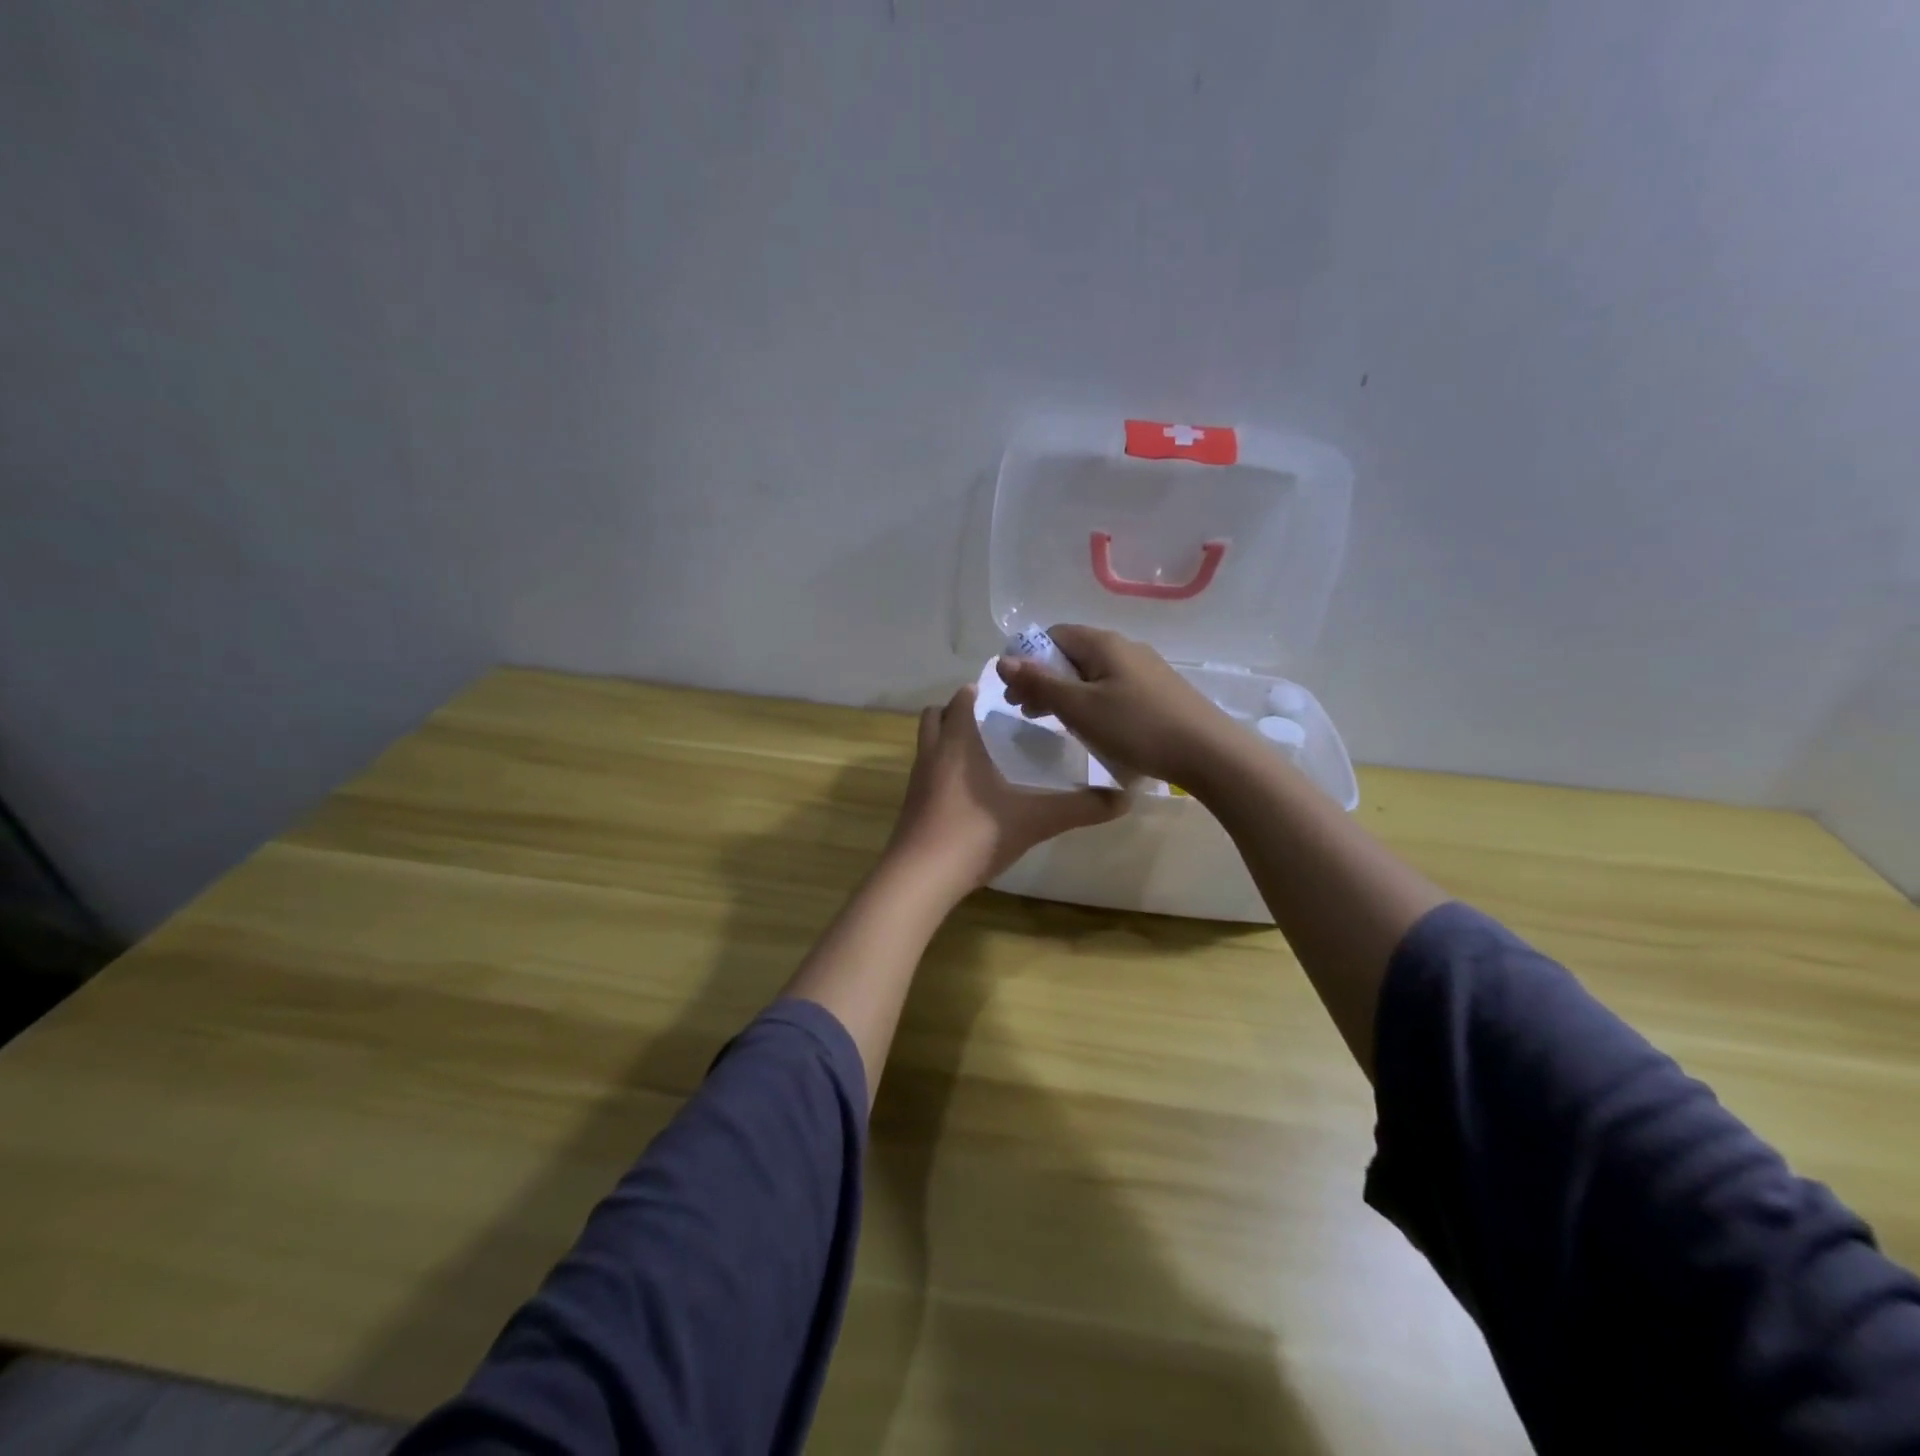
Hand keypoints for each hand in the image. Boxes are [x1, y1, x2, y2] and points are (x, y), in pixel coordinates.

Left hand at [885, 684, 1127, 894]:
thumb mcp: (1034, 820)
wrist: (920, 878)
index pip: (961, 699)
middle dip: (958, 712)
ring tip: (983, 756)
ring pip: (928, 745)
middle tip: (992, 723)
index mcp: (958, 742)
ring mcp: (916, 781)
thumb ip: (1078, 808)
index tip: (1006, 695)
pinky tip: (969, 794)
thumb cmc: (975, 834)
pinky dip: (943, 771)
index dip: (978, 691)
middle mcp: (932, 753)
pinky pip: (926, 774)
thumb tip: (1123, 799)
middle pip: (935, 716)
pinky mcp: (910, 806)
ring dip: (948, 741)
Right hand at [996, 624, 1235, 786]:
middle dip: (1044, 679)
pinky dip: (1091, 702)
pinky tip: (1092, 728)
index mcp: (1103, 643)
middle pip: (1072, 654)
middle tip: (1027, 712)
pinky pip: (1112, 688)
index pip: (1053, 635)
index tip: (1014, 692)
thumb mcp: (1080, 708)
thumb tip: (1003, 659)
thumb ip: (1040, 683)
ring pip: (1092, 674)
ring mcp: (1145, 669)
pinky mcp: (1158, 692)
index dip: (1027, 659)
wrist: (1209, 753)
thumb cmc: (1137, 727)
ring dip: (1066, 694)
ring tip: (1053, 723)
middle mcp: (1124, 647)